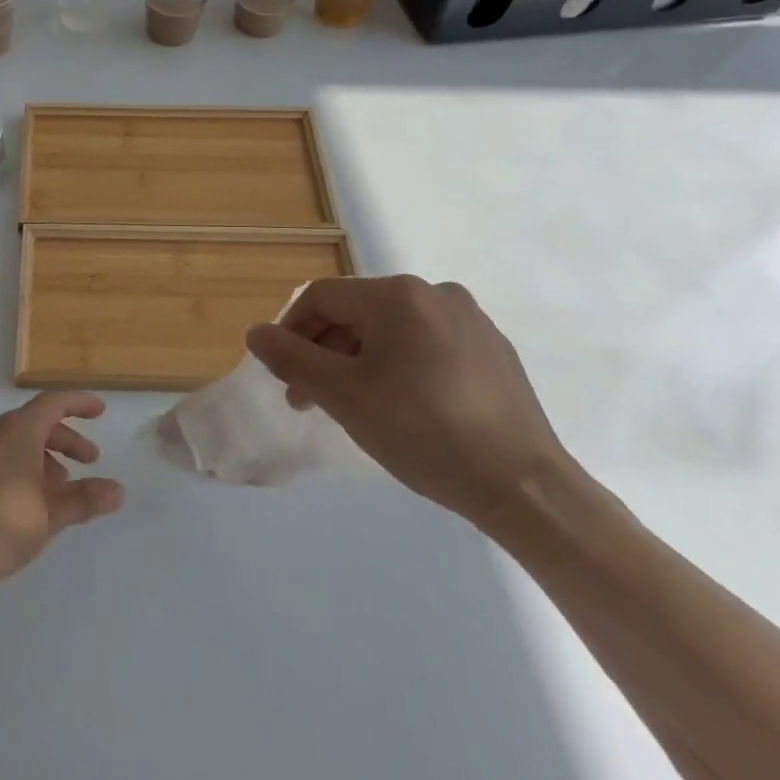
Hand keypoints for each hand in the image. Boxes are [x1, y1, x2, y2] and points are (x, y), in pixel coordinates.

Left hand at [0, 392, 123, 589]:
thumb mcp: (50, 516)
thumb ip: (84, 500)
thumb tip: (117, 490)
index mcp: (17, 431)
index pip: (54, 403)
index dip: (80, 404)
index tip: (100, 411)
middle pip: (36, 422)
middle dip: (66, 439)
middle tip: (89, 461)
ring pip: (15, 440)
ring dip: (42, 456)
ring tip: (57, 489)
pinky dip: (18, 465)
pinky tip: (24, 499)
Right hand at [245, 276, 569, 530]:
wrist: (523, 486)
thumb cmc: (423, 432)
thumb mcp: (343, 395)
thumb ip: (292, 358)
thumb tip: (256, 333)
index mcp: (397, 295)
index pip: (322, 297)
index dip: (291, 331)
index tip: (283, 376)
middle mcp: (434, 293)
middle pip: (357, 312)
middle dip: (325, 351)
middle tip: (310, 398)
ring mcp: (470, 320)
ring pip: (392, 329)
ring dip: (359, 359)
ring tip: (354, 405)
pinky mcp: (493, 349)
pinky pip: (427, 344)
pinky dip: (400, 365)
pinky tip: (403, 406)